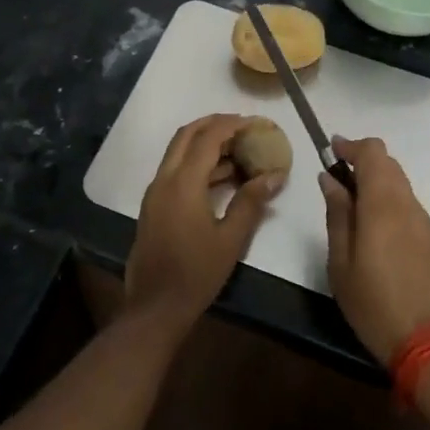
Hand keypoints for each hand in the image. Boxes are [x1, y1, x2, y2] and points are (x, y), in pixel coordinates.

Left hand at [126, 114, 281, 331]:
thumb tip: (275, 175)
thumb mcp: (231, 239)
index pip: (208, 138)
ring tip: (238, 151)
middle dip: (213, 124)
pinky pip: (174, 171)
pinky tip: (221, 178)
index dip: (232, 125)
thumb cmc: (196, 273)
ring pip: (178, 152)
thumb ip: (251, 202)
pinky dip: (195, 163)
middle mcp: (164, 180)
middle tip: (241, 126)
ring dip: (204, 144)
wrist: (155, 307)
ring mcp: (155, 193)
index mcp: (183, 183)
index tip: (255, 122)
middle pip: (186, 136)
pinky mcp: (153, 206)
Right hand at [321, 137, 429, 365]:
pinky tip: (385, 245)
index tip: (332, 151)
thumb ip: (338, 215)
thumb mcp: (341, 263)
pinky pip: (414, 215)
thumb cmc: (375, 304)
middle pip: (390, 167)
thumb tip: (330, 179)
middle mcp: (411, 206)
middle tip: (340, 185)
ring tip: (359, 219)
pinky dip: (396, 212)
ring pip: (403, 191)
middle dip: (365, 166)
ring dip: (380, 190)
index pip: (373, 152)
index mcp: (384, 204)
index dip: (352, 146)